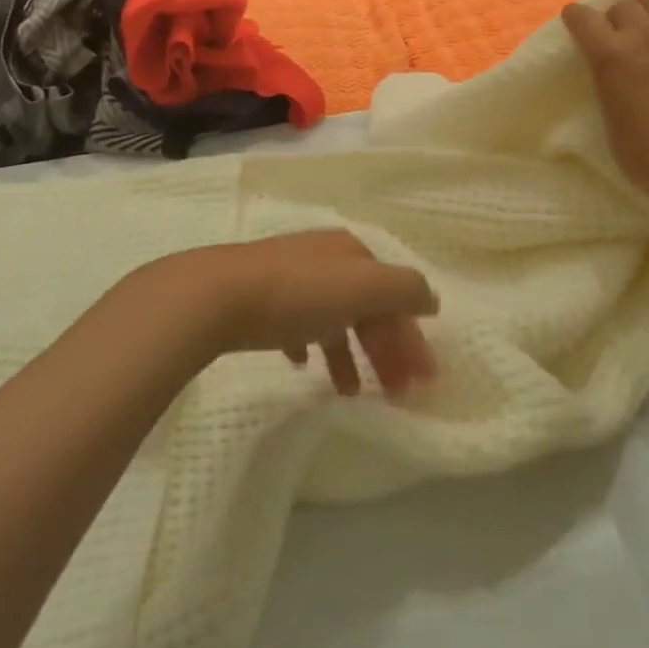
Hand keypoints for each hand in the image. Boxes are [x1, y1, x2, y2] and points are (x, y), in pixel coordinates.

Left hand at [146, 232, 438, 397]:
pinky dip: (309, 345)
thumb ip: (404, 290)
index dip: (412, 335)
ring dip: (349, 355)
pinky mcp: (259, 299)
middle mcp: (325, 260)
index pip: (395, 295)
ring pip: (333, 318)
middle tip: (395, 394)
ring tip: (351, 393)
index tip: (422, 381)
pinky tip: (303, 365)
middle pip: (367, 307)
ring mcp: (290, 277)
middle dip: (386, 349)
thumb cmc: (297, 293)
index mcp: (352, 253)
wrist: (215, 295)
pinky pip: (296, 325)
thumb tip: (432, 300)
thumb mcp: (362, 286)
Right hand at [562, 0, 648, 208]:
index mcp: (610, 58)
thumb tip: (613, 79)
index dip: (577, 16)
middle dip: (617, 16)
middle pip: (623, 4)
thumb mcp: (611, 125)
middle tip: (623, 35)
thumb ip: (609, 90)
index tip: (577, 21)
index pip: (582, 18)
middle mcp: (644, 34)